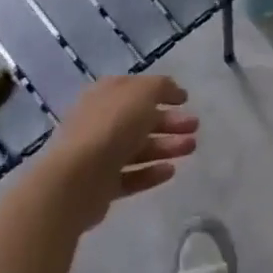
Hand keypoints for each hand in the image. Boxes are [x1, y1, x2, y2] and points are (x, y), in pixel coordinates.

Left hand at [47, 75, 198, 231]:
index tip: (186, 100)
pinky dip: (151, 173)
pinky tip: (171, 171)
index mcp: (106, 94)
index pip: (136, 88)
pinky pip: (131, 176)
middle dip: (170, 122)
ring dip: (166, 146)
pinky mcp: (102, 185)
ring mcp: (99, 154)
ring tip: (191, 148)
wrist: (77, 178)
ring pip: (138, 148)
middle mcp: (100, 120)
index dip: (162, 92)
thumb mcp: (143, 93)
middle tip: (195, 127)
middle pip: (140, 119)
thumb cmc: (112, 126)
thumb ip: (161, 87)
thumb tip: (173, 91)